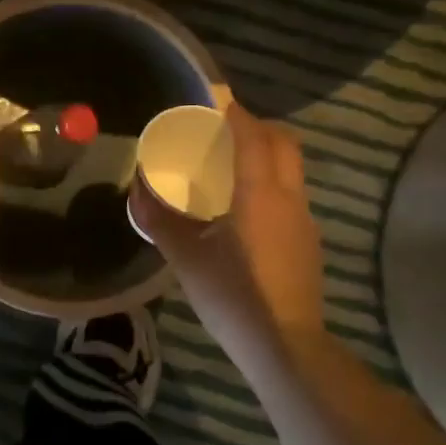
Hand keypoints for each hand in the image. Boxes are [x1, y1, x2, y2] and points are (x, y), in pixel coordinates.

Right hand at [129, 105, 327, 363]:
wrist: (285, 345)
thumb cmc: (233, 296)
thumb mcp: (186, 257)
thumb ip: (159, 220)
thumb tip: (137, 191)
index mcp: (260, 194)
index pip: (253, 136)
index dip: (235, 113)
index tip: (215, 99)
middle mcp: (289, 198)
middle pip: (283, 144)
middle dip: (257, 127)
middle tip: (223, 130)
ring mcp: (304, 220)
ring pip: (291, 169)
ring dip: (266, 154)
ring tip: (231, 164)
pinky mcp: (308, 241)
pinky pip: (290, 193)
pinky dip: (271, 181)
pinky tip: (245, 207)